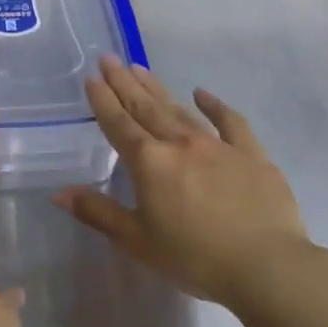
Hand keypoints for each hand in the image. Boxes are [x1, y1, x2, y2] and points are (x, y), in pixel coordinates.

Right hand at [53, 55, 307, 303]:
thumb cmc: (194, 257)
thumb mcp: (137, 242)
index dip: (103, 101)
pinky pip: (230, 121)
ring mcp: (217, 145)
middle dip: (124, 83)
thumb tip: (60, 193)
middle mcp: (179, 144)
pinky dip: (215, 105)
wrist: (267, 267)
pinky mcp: (251, 155)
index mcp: (149, 163)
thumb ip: (99, 213)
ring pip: (179, 109)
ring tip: (140, 68)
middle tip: (109, 59)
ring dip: (157, 88)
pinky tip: (202, 93)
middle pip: (145, 108)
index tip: (92, 78)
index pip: (119, 124)